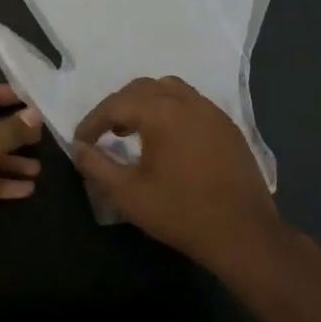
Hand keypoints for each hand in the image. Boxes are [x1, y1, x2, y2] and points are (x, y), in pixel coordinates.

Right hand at [73, 76, 288, 277]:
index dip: (93, 121)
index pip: (116, 104)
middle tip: (105, 133)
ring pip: (169, 90)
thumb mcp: (128, 195)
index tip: (81, 141)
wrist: (243, 233)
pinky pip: (191, 104)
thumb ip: (96, 167)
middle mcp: (187, 101)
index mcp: (161, 112)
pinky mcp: (227, 126)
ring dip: (146, 103)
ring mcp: (211, 111)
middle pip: (142, 88)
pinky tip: (168, 140)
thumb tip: (77, 148)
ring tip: (135, 131)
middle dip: (118, 106)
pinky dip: (171, 111)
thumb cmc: (181, 213)